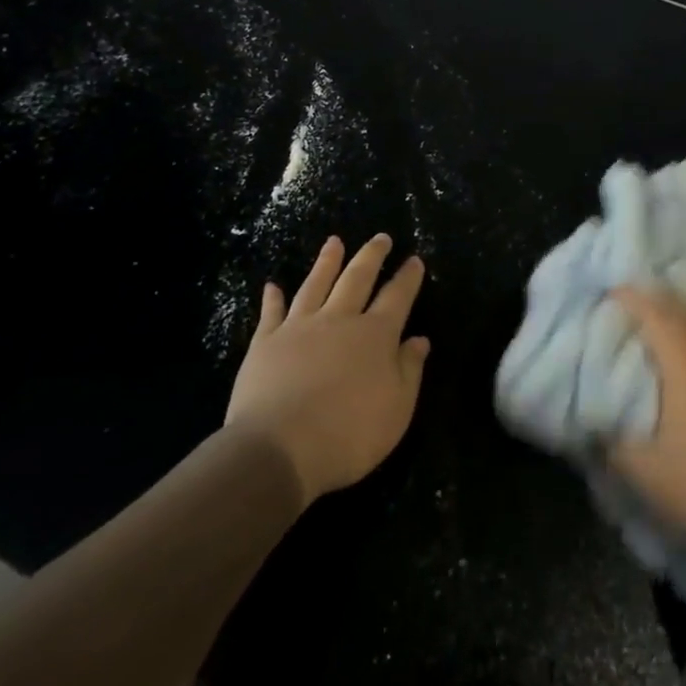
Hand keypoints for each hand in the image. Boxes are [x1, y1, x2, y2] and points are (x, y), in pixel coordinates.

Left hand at [225, 234, 429, 507]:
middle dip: (372, 256)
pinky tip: (272, 286)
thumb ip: (409, 370)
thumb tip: (419, 339)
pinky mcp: (266, 342)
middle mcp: (339, 320)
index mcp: (375, 336)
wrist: (279, 448)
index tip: (415, 259)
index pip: (397, 297)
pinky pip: (271, 312)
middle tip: (381, 237)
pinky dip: (272, 298)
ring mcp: (300, 327)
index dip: (408, 277)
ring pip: (316, 284)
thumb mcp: (397, 410)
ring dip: (327, 261)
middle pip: (358, 278)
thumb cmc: (348, 435)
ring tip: (334, 241)